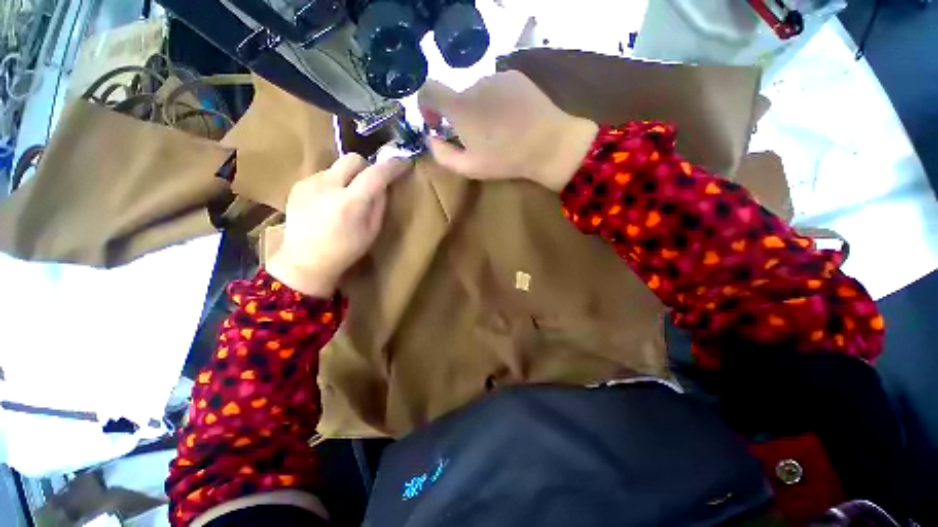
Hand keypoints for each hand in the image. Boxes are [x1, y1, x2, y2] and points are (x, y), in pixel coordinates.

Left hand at [267, 154, 410, 296]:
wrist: (305, 261)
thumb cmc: (345, 250)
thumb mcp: (372, 231)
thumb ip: (379, 204)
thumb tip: (383, 184)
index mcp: (350, 202)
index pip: (376, 174)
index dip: (392, 166)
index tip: (403, 163)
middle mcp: (328, 186)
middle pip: (353, 159)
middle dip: (366, 167)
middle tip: (370, 183)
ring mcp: (309, 183)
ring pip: (337, 167)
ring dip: (348, 177)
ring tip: (346, 197)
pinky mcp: (298, 184)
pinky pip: (324, 175)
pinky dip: (333, 184)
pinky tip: (329, 202)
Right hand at [418, 71, 597, 191]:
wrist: (549, 144)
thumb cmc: (506, 159)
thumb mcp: (469, 167)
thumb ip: (442, 155)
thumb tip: (432, 139)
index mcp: (460, 107)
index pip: (428, 90)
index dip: (426, 106)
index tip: (438, 124)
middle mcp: (474, 83)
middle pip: (456, 97)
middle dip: (460, 116)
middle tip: (478, 139)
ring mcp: (496, 76)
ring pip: (477, 92)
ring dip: (479, 109)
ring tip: (498, 130)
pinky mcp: (515, 76)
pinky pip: (495, 87)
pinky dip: (495, 101)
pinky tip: (511, 118)